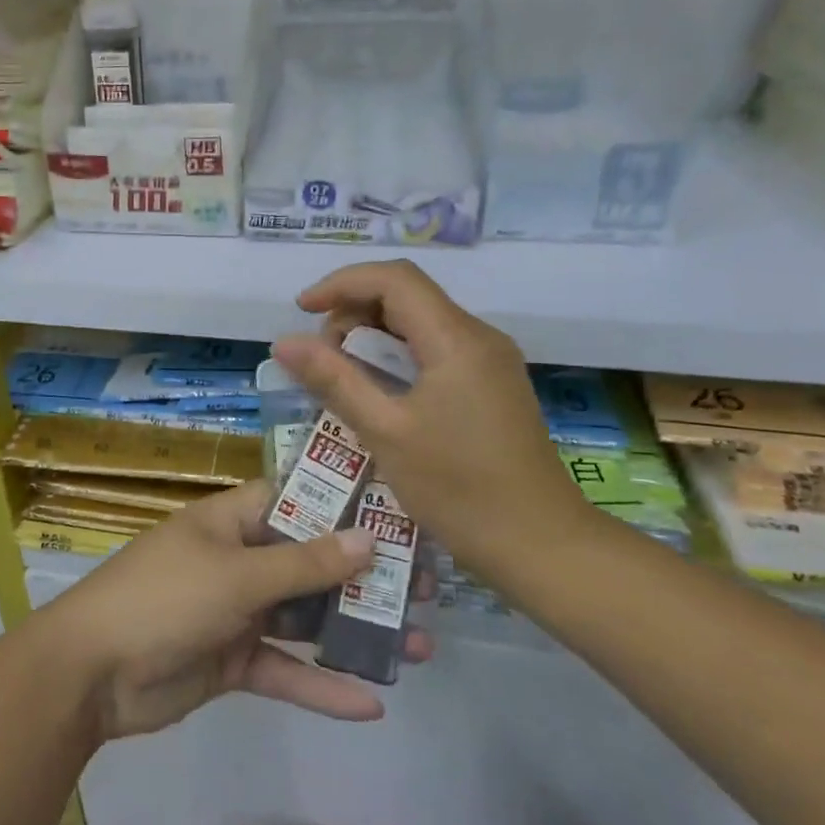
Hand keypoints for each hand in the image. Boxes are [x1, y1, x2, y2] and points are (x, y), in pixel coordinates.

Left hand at [42, 480, 433, 740]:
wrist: (90, 674)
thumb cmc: (164, 599)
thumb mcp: (237, 576)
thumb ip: (304, 564)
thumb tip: (368, 537)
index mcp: (232, 520)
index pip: (296, 498)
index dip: (344, 502)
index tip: (400, 511)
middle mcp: (238, 558)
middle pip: (311, 561)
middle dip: (363, 575)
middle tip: (425, 587)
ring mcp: (236, 611)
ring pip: (305, 617)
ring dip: (353, 631)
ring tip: (419, 646)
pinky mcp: (233, 661)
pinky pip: (284, 668)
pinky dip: (320, 684)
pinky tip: (371, 703)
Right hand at [271, 259, 597, 583]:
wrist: (541, 545)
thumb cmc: (459, 489)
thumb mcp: (385, 432)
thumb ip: (334, 379)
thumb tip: (284, 341)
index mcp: (456, 339)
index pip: (394, 279)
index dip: (342, 284)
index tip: (301, 310)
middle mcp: (478, 337)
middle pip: (406, 296)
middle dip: (354, 312)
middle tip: (322, 358)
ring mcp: (490, 361)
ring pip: (420, 322)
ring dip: (374, 336)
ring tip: (342, 376)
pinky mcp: (492, 384)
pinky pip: (436, 349)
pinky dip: (397, 356)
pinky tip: (378, 392)